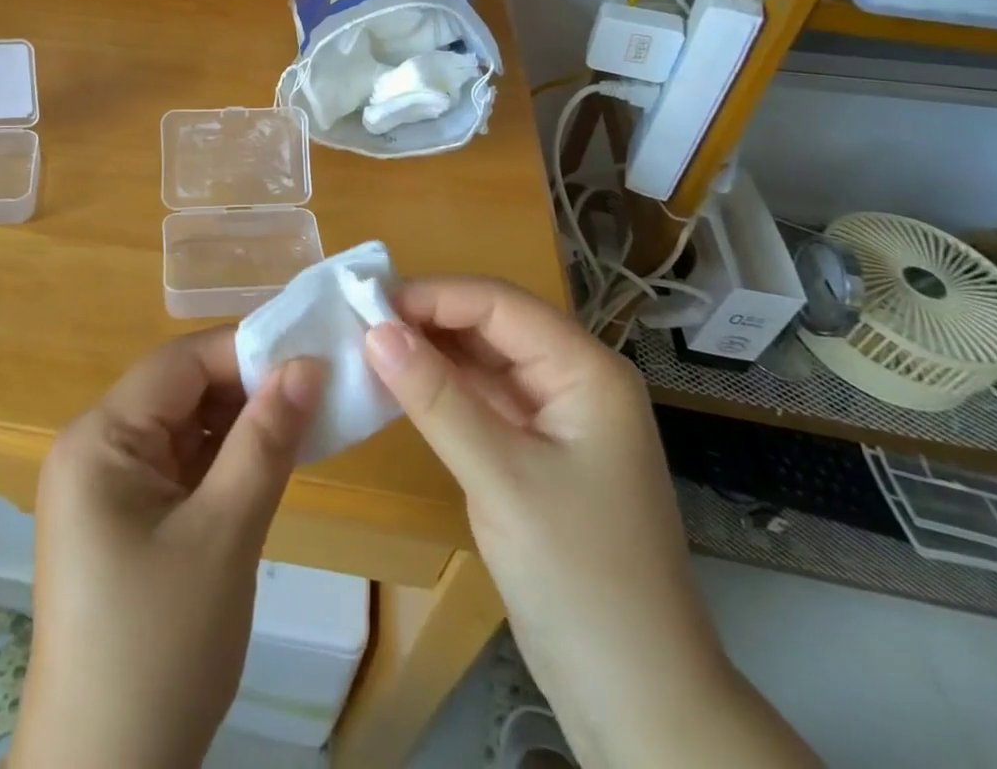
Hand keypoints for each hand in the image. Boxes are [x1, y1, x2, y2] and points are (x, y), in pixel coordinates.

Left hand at [13, 328, 323, 768]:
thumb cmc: (160, 648)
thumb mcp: (223, 536)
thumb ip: (265, 441)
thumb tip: (308, 364)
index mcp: (98, 438)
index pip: (179, 364)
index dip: (244, 350)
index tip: (310, 351)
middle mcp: (94, 447)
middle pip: (179, 390)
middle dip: (246, 385)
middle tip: (317, 385)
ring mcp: (107, 485)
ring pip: (184, 426)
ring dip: (240, 422)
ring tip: (305, 416)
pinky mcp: (125, 518)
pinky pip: (180, 464)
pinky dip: (224, 458)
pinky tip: (270, 458)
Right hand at [364, 278, 817, 768]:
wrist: (639, 700)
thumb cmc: (582, 579)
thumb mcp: (502, 480)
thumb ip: (437, 399)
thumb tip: (375, 330)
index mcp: (586, 370)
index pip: (500, 303)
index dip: (433, 296)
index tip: (367, 303)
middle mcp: (573, 379)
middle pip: (491, 325)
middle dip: (427, 319)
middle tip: (356, 322)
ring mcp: (554, 416)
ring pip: (482, 360)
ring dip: (428, 352)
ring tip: (365, 346)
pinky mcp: (533, 450)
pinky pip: (480, 398)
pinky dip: (438, 389)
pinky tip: (396, 385)